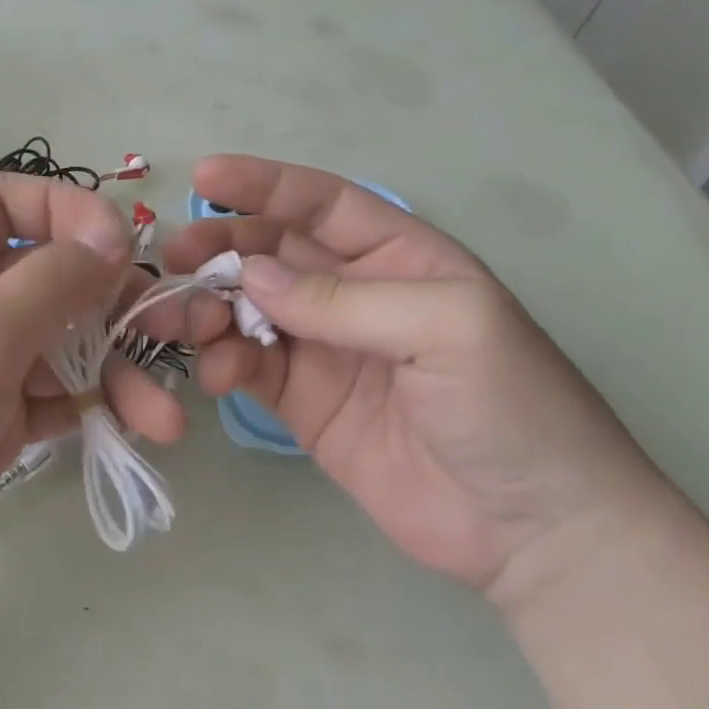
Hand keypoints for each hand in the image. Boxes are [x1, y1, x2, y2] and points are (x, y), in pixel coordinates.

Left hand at [0, 173, 184, 623]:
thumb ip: (51, 281)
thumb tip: (114, 235)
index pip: (8, 200)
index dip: (68, 210)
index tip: (123, 248)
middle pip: (52, 275)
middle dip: (115, 302)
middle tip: (172, 333)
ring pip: (65, 343)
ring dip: (118, 371)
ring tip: (165, 419)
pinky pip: (57, 395)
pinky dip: (95, 407)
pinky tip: (132, 430)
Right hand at [160, 155, 670, 601]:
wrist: (532, 532)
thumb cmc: (512, 407)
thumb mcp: (447, 327)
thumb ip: (345, 298)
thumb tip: (251, 275)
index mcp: (398, 256)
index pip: (320, 203)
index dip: (263, 184)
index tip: (204, 176)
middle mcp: (353, 294)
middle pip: (271, 252)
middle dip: (222, 247)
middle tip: (176, 260)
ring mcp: (323, 350)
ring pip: (247, 308)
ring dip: (210, 308)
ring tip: (186, 325)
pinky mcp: (301, 402)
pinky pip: (246, 366)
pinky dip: (222, 362)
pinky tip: (217, 375)